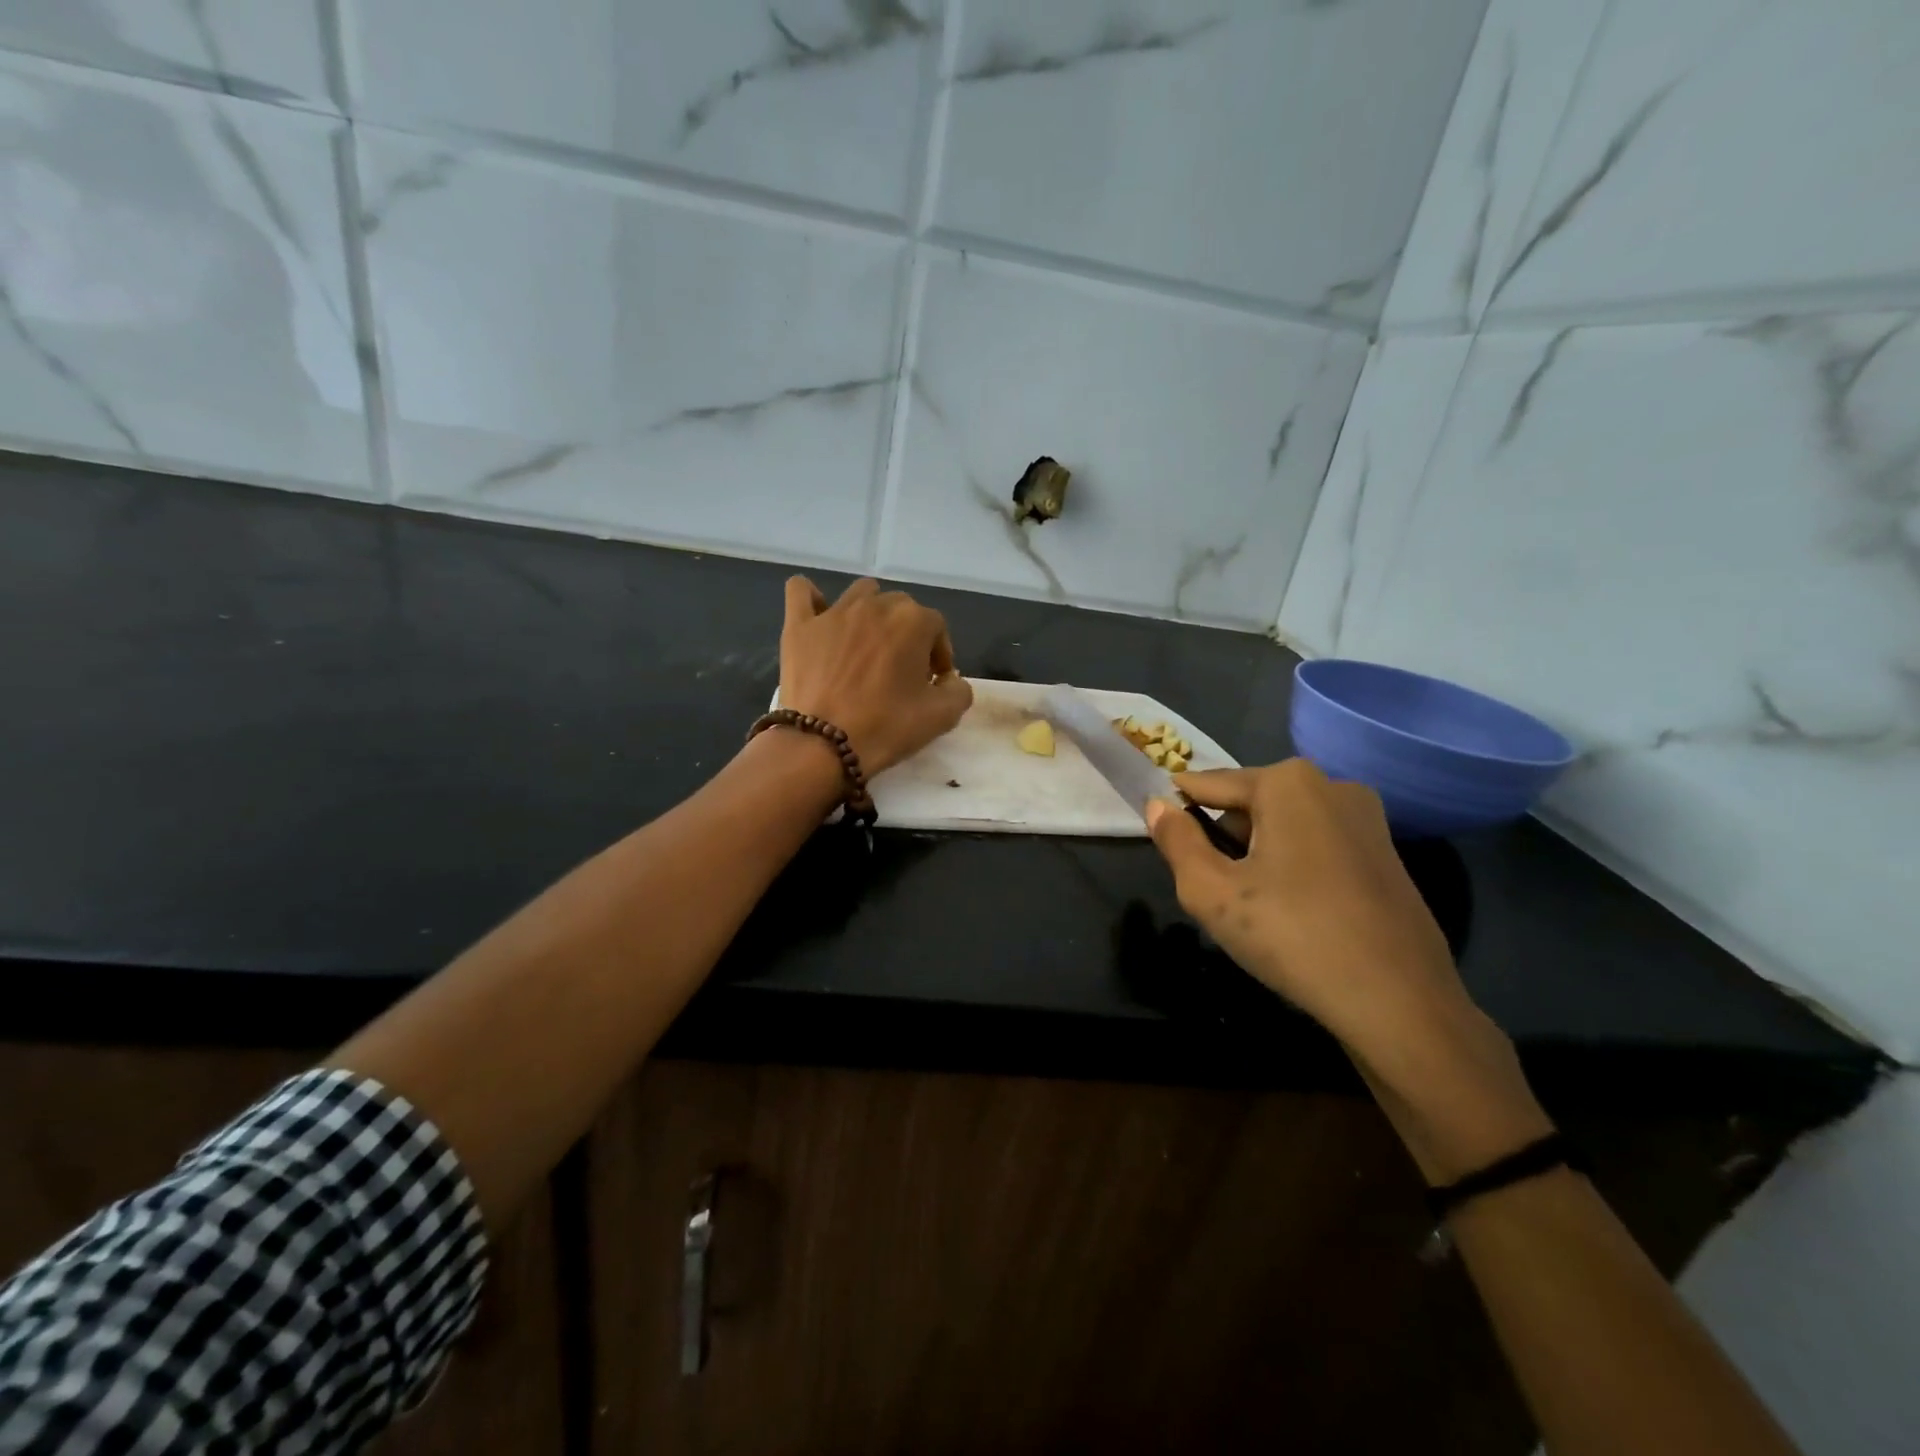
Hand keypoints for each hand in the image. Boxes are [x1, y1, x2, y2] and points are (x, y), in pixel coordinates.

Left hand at [779, 577, 972, 776]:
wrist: (823, 745)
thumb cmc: (886, 727)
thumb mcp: (942, 717)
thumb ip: (959, 691)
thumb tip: (950, 680)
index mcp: (913, 621)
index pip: (937, 628)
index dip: (938, 655)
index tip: (931, 682)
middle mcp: (875, 605)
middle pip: (900, 609)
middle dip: (907, 635)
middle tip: (900, 672)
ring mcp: (834, 612)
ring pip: (860, 594)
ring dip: (870, 613)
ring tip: (866, 646)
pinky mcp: (799, 625)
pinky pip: (801, 591)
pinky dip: (812, 598)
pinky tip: (819, 617)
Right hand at [1148, 760, 1549, 1179]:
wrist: (1400, 1002)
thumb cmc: (1293, 935)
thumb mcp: (1211, 891)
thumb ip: (1176, 841)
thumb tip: (1157, 805)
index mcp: (1287, 781)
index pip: (1208, 784)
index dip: (1179, 812)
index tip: (1164, 841)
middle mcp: (1331, 784)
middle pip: (1249, 803)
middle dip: (1224, 838)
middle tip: (1214, 890)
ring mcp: (1366, 817)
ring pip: (1284, 824)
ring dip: (1258, 854)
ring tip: (1252, 907)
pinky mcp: (1386, 852)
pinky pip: (1317, 843)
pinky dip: (1294, 865)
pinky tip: (1293, 912)